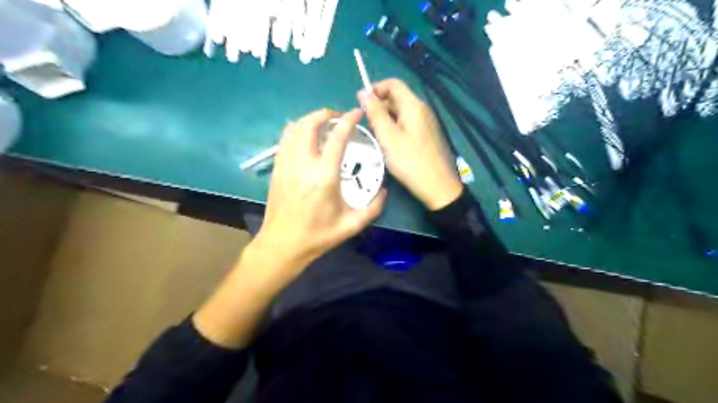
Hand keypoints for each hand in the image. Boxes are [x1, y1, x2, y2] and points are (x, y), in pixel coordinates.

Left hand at [254, 108, 386, 275]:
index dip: (349, 120)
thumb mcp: (351, 225)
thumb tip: (384, 191)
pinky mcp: (277, 169)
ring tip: (322, 123)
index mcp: (324, 175)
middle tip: (338, 116)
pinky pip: (284, 140)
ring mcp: (286, 164)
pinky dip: (295, 130)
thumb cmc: (318, 235)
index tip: (357, 113)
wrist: (283, 244)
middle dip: (325, 113)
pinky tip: (304, 136)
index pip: (337, 137)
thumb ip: (373, 208)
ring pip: (294, 128)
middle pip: (310, 124)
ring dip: (309, 120)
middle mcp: (303, 163)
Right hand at [357, 79, 462, 209]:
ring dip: (386, 120)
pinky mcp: (427, 135)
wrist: (437, 186)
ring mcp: (426, 123)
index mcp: (413, 106)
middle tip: (369, 127)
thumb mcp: (388, 137)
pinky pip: (407, 124)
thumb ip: (375, 113)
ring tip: (378, 138)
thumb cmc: (410, 161)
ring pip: (401, 113)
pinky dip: (395, 129)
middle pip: (397, 98)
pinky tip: (390, 145)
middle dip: (380, 107)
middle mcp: (422, 110)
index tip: (362, 105)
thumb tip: (363, 92)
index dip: (376, 89)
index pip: (393, 84)